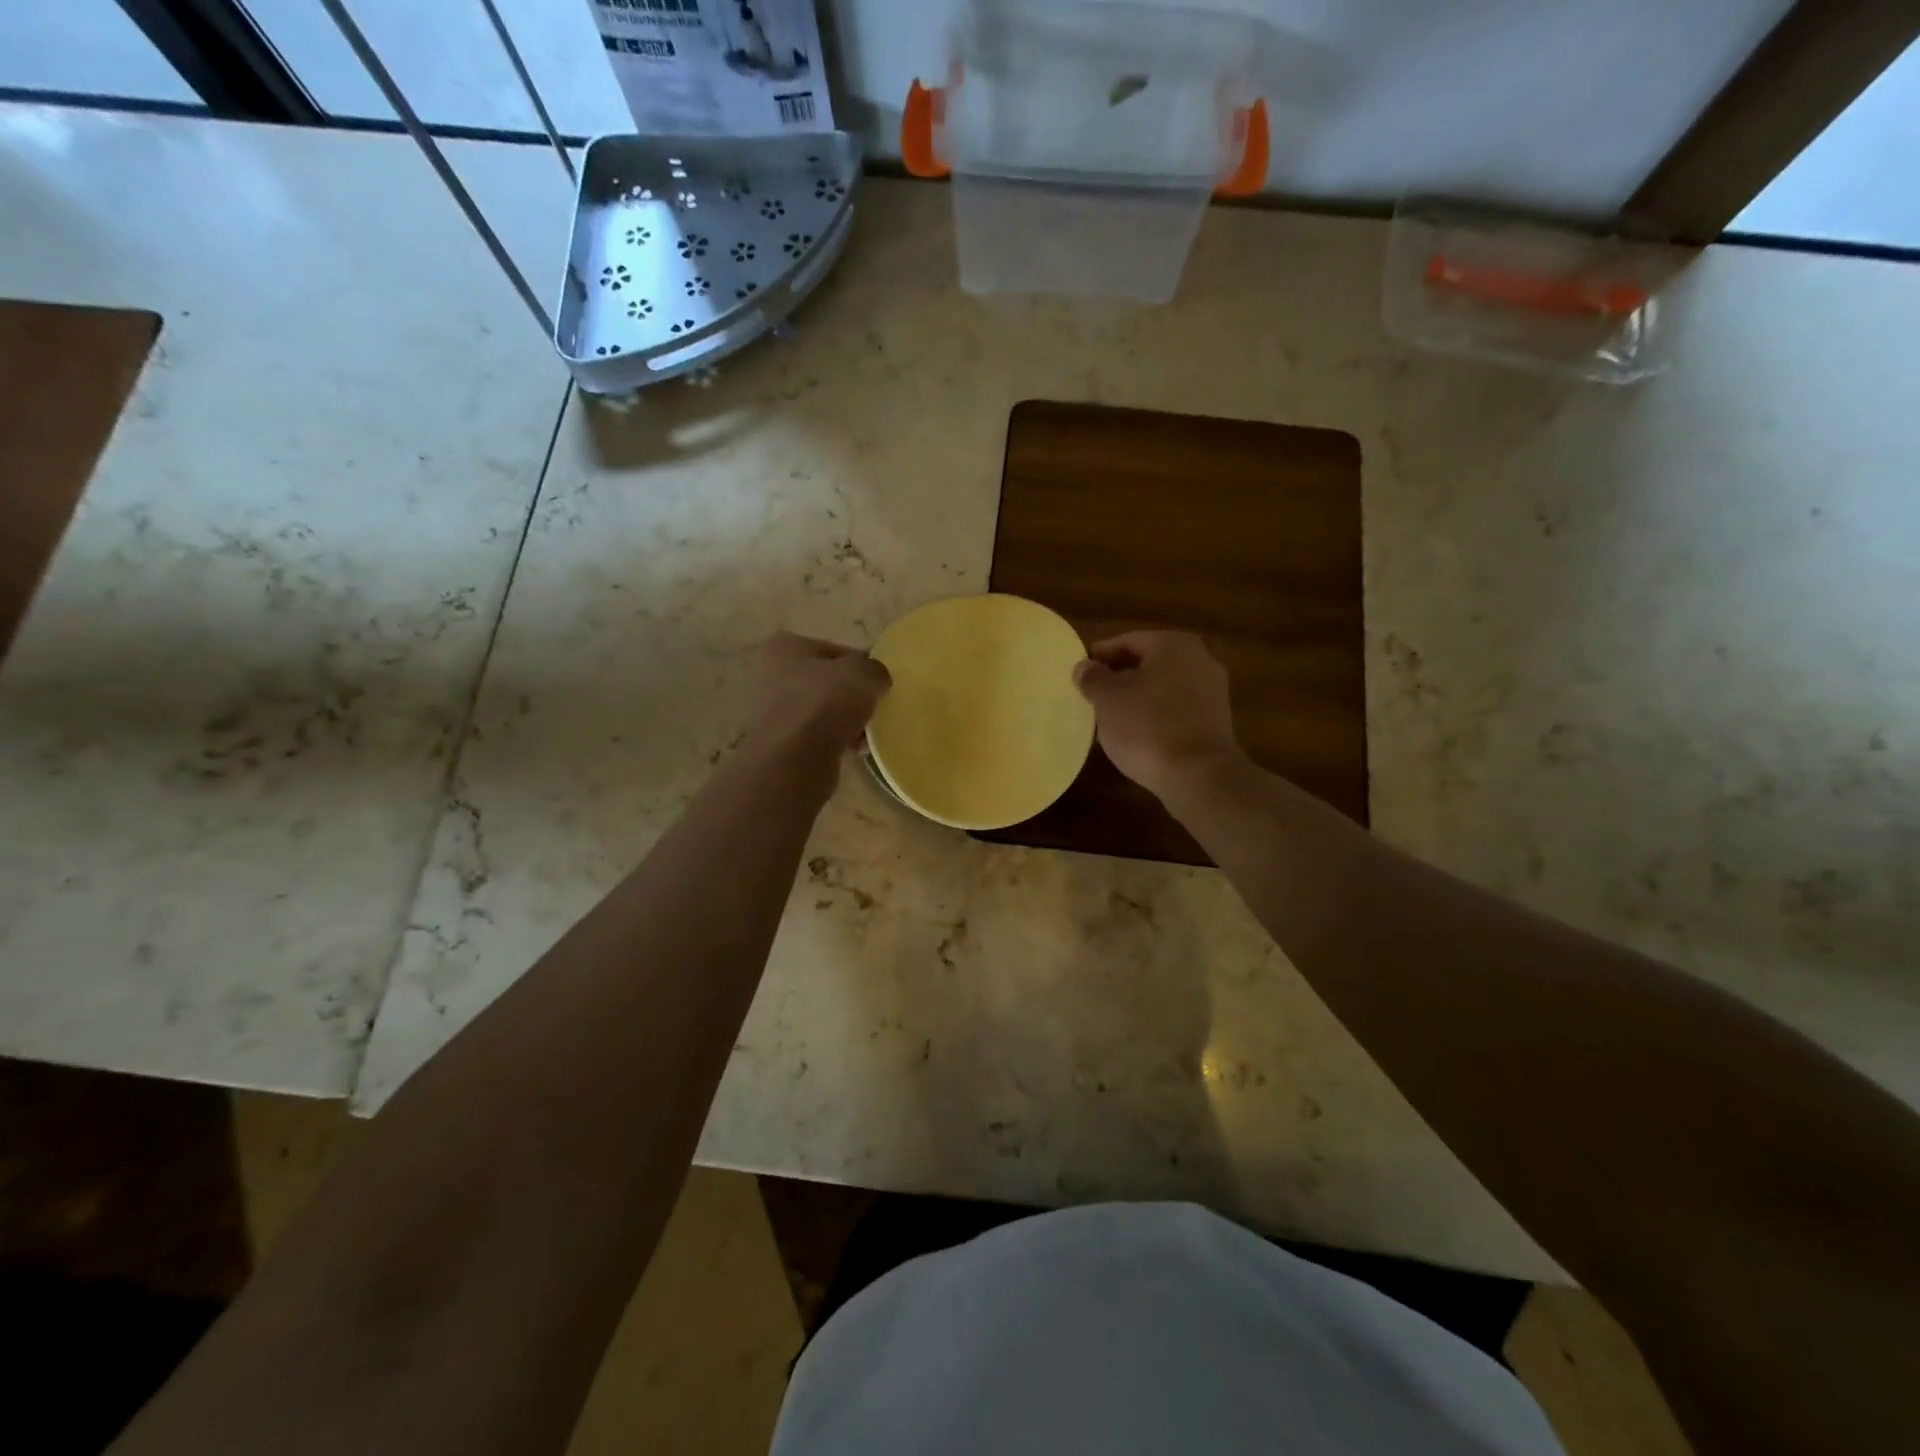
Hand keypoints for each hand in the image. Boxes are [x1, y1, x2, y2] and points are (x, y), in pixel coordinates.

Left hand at [746, 633, 890, 762]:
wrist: (793, 759)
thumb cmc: (824, 703)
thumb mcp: (863, 673)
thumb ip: (874, 669)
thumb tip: (876, 680)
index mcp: (784, 646)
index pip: (835, 650)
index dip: (862, 666)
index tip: (879, 684)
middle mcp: (771, 674)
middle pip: (828, 681)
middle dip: (852, 696)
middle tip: (874, 708)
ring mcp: (773, 711)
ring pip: (824, 710)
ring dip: (847, 720)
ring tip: (866, 733)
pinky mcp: (781, 742)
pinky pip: (818, 735)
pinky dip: (836, 740)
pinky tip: (854, 750)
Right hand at [1072, 631, 1243, 802]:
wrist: (1198, 775)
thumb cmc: (1147, 726)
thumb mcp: (1108, 699)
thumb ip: (1093, 678)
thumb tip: (1084, 667)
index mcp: (1173, 644)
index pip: (1128, 641)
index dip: (1101, 655)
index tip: (1080, 670)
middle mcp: (1199, 659)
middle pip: (1148, 663)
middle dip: (1120, 677)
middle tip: (1092, 693)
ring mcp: (1212, 691)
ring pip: (1162, 687)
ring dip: (1137, 697)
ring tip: (1109, 716)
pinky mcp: (1215, 721)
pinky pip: (1176, 709)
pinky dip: (1154, 715)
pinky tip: (1135, 733)